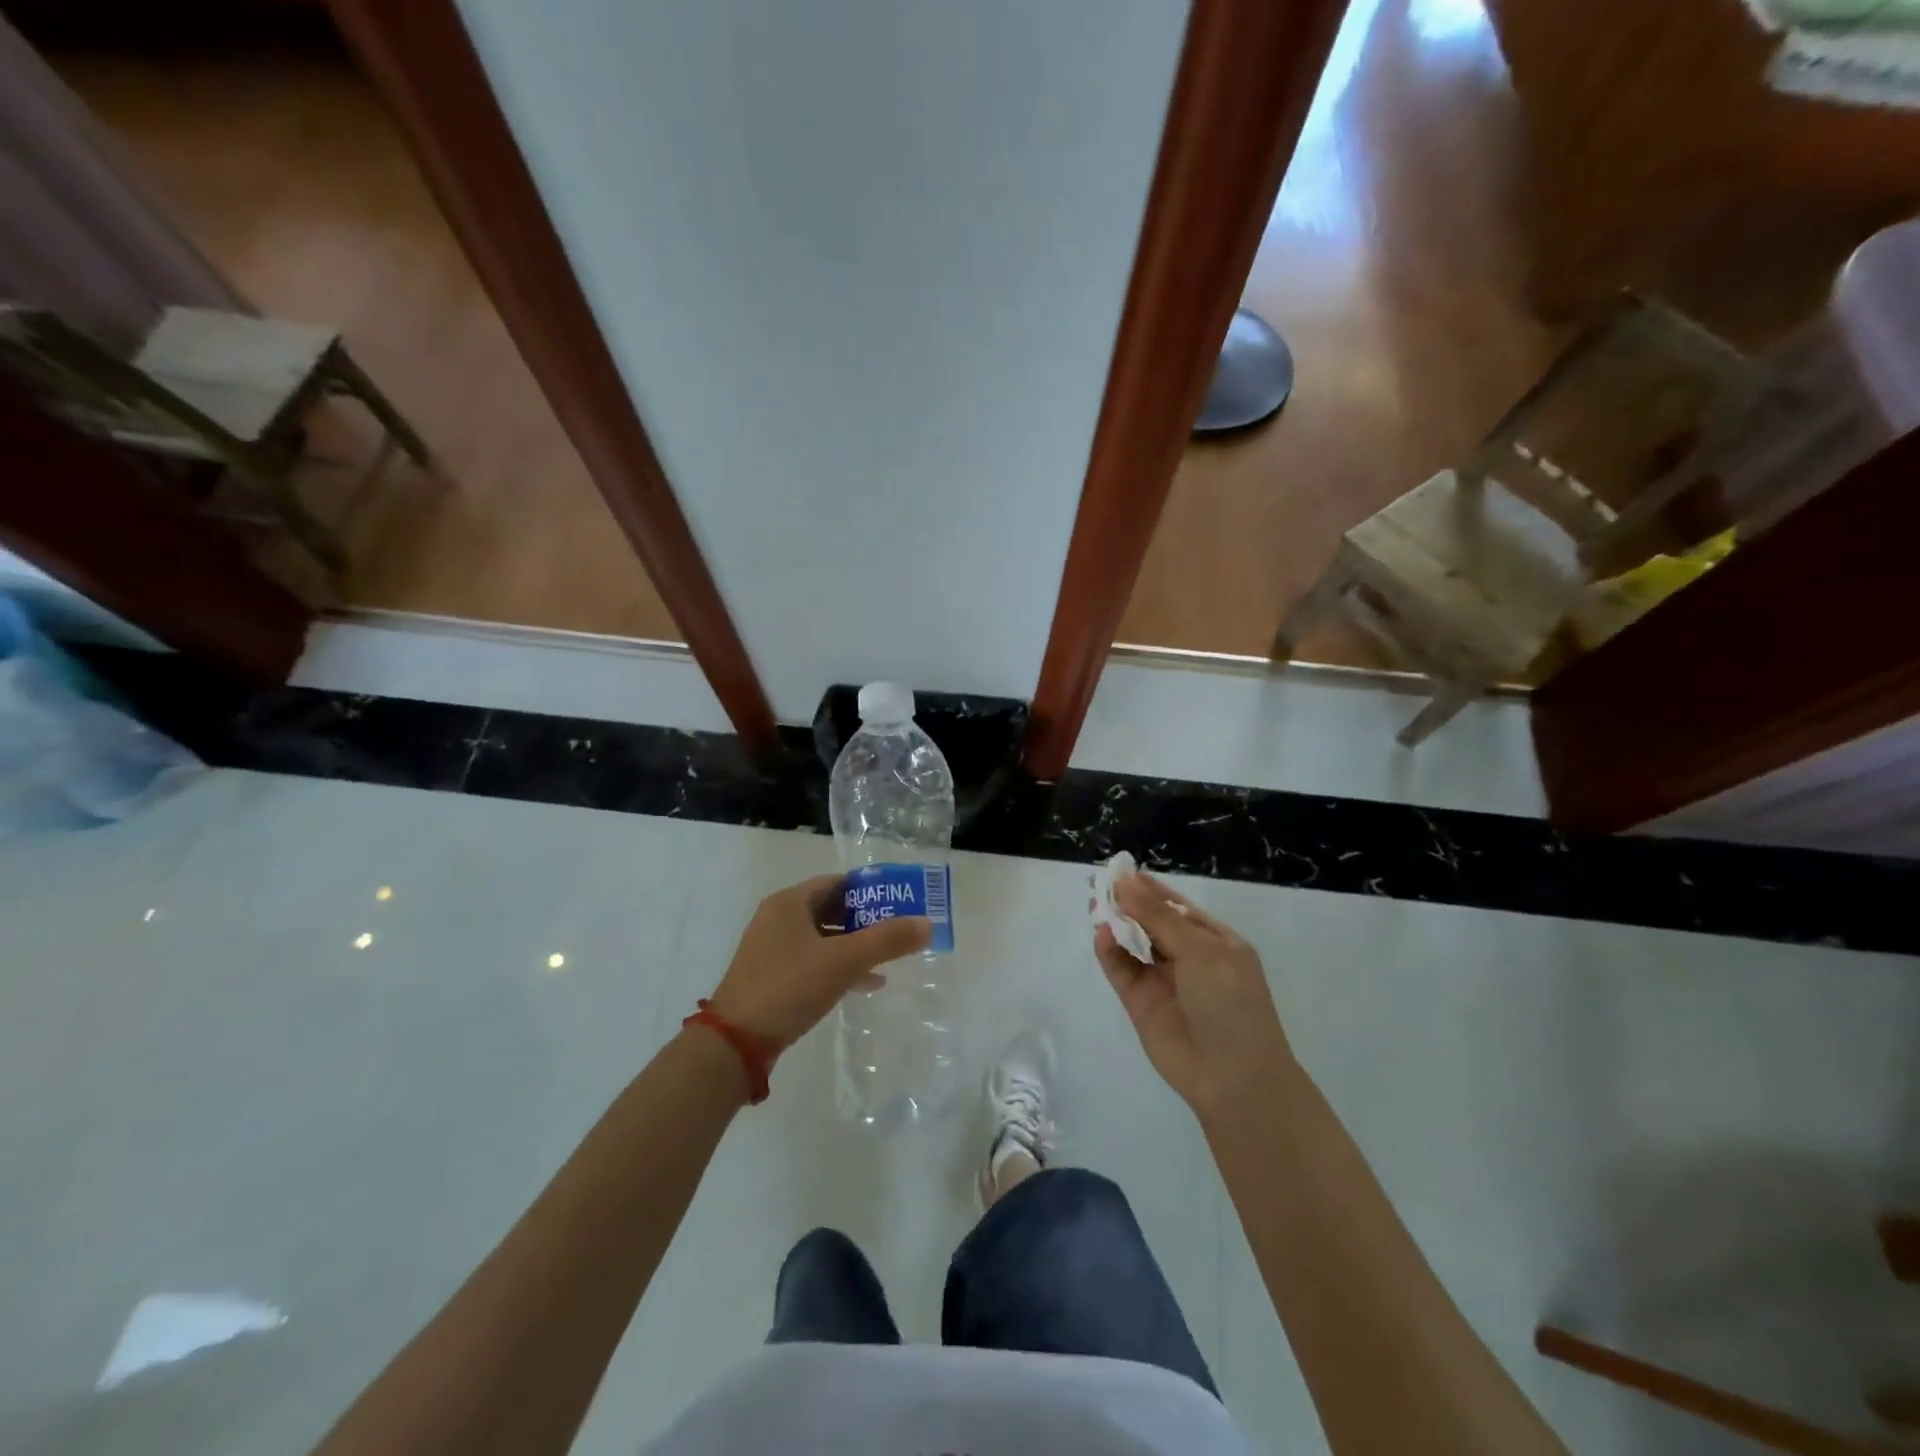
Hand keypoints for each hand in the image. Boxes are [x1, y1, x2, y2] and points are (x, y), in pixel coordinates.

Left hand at [709, 874, 929, 1050]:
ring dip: (855, 945)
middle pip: (831, 909)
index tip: (900, 901)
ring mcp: (772, 950)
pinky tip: (866, 984)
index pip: (837, 883)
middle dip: (866, 919)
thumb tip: (928, 924)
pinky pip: (813, 962)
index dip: (870, 890)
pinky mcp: (772, 978)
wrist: (735, 1043)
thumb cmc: (789, 986)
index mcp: (789, 903)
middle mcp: (778, 919)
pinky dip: (839, 966)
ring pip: (823, 938)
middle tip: (899, 929)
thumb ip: (887, 941)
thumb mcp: (844, 961)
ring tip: (889, 958)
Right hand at [1094, 872, 1296, 1120]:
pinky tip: (1102, 935)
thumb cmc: (1229, 1004)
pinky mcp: (1140, 1002)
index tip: (1120, 869)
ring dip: (1115, 924)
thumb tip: (1126, 879)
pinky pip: (1121, 969)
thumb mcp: (1199, 951)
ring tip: (1094, 904)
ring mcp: (1162, 980)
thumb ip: (1157, 915)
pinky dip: (1109, 951)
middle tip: (1098, 883)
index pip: (1176, 906)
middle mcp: (1187, 957)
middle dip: (1127, 902)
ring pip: (1132, 943)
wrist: (1233, 1079)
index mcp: (1214, 941)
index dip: (1149, 888)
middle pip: (1150, 921)